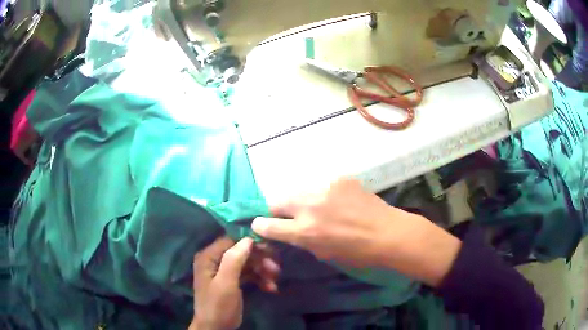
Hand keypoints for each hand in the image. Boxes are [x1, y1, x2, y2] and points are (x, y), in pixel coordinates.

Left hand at [189, 237, 279, 329]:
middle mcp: (216, 260)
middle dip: (260, 259)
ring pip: (248, 263)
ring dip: (263, 270)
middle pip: (242, 251)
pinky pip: (249, 274)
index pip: (231, 240)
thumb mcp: (226, 283)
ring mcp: (225, 271)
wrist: (216, 328)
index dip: (250, 242)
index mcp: (209, 257)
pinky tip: (270, 288)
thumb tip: (248, 238)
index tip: (269, 248)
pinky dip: (260, 279)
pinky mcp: (233, 280)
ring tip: (275, 280)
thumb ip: (234, 260)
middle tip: (276, 268)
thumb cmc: (218, 305)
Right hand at [251, 178, 461, 286]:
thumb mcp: (324, 253)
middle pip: (277, 201)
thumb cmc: (357, 252)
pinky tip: (338, 202)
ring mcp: (324, 189)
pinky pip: (323, 187)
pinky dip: (324, 195)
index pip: (269, 225)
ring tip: (315, 208)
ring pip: (300, 192)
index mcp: (305, 231)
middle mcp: (309, 207)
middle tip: (283, 214)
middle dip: (275, 209)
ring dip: (301, 201)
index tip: (258, 224)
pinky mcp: (339, 179)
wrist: (388, 233)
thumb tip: (291, 231)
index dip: (260, 225)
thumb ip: (303, 240)